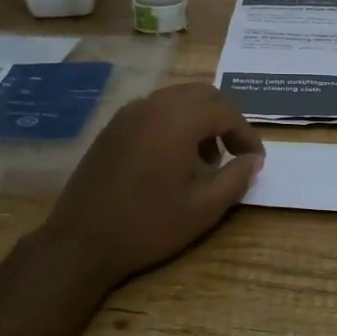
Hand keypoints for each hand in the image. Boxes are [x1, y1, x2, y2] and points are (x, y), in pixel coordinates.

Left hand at [35, 82, 264, 291]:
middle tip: (234, 151)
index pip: (226, 111)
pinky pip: (154, 110)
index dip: (246, 134)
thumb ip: (236, 178)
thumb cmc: (148, 225)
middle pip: (202, 94)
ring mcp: (129, 113)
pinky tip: (172, 158)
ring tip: (205, 159)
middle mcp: (154, 105)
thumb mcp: (203, 209)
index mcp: (178, 120)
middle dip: (225, 118)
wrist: (80, 241)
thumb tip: (254, 159)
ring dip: (199, 119)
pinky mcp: (113, 127)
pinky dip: (174, 122)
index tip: (256, 159)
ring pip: (177, 98)